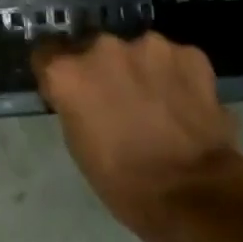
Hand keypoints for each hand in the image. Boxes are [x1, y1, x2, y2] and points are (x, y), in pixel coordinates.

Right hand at [34, 31, 242, 241]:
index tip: (70, 91)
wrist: (195, 195)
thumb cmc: (125, 183)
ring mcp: (149, 45)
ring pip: (138, 52)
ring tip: (159, 104)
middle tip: (120, 101)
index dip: (60, 74)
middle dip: (104, 70)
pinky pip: (175, 60)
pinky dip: (177, 77)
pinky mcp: (189, 53)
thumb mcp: (79, 144)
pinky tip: (187, 105)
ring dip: (142, 70)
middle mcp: (103, 47)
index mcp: (68, 72)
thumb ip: (76, 103)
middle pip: (95, 49)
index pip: (47, 53)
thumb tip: (83, 94)